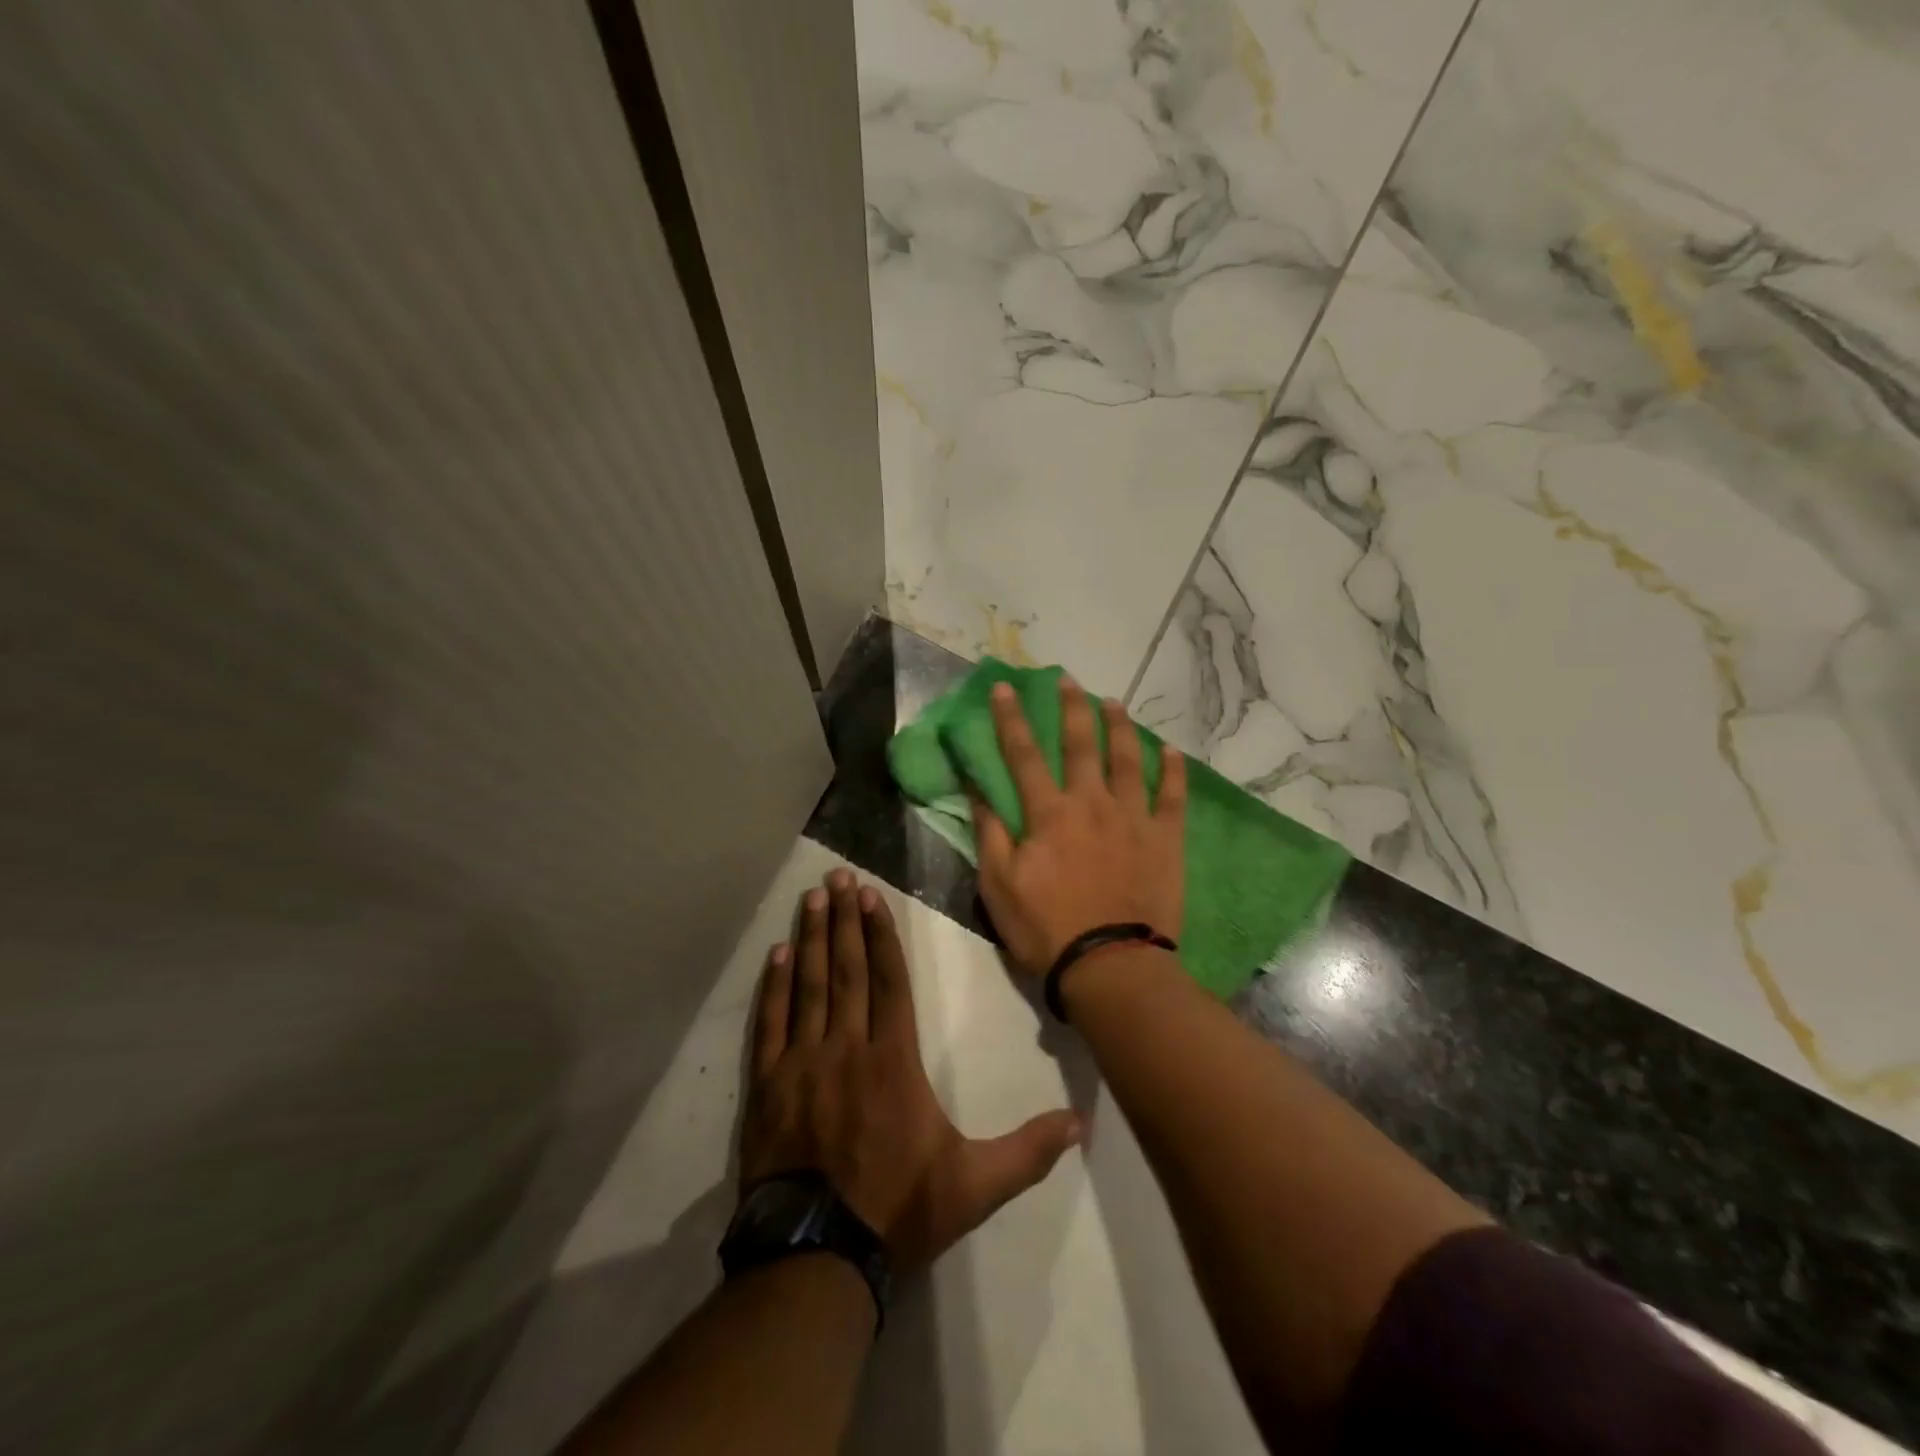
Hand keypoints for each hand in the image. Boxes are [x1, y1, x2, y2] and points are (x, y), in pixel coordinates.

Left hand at [740, 869, 1083, 1272]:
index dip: (880, 936)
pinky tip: (778, 954)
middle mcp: (847, 1048)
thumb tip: (1083, 1122)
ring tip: (811, 898)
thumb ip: (1028, 1150)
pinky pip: (771, 1024)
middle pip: (848, 971)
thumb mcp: (975, 1185)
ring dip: (811, 938)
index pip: (889, 982)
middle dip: (844, 920)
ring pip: (810, 987)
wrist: (816, 1256)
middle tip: (837, 878)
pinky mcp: (768, 1086)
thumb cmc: (898, 1210)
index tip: (870, 897)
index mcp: (894, 1061)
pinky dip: (774, 986)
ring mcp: (802, 1064)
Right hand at [971, 678, 1186, 978]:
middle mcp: (1091, 803)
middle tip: (1069, 679)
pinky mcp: (1165, 839)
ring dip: (1119, 726)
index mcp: (1048, 813)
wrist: (1111, 965)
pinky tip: (1170, 751)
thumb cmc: (1046, 928)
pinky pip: (1172, 797)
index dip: (1012, 719)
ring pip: (1127, 759)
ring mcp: (1133, 818)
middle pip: (1081, 744)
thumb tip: (976, 789)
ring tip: (1113, 702)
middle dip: (1071, 707)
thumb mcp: (999, 885)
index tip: (1007, 687)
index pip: (1024, 754)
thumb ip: (990, 833)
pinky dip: (1172, 772)